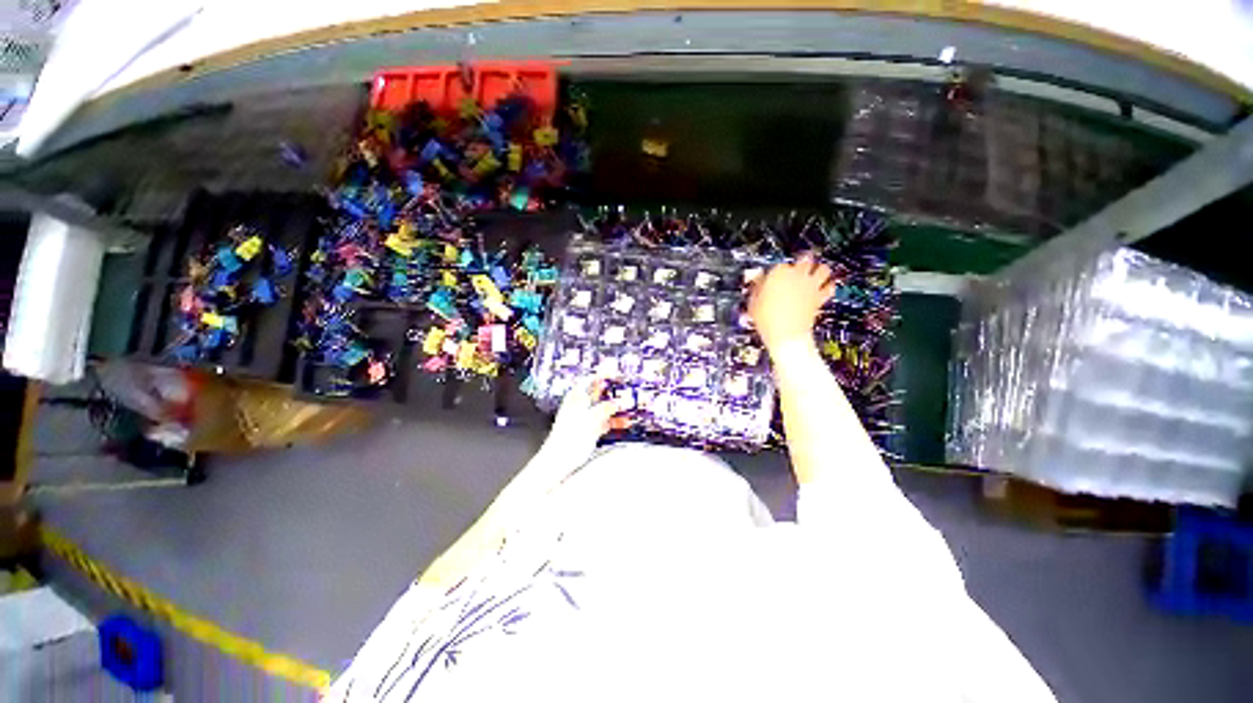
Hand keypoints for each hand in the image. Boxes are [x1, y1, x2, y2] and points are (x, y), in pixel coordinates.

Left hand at [544, 376, 633, 461]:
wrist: (559, 460)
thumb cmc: (569, 437)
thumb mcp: (590, 419)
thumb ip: (606, 408)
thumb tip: (620, 401)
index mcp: (576, 397)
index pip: (590, 379)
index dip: (603, 375)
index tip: (617, 373)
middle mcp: (581, 405)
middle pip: (600, 393)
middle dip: (614, 391)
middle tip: (629, 389)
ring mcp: (586, 417)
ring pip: (605, 408)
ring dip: (618, 407)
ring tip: (632, 405)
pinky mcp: (590, 430)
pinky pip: (606, 421)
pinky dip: (616, 421)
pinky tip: (626, 422)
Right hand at [748, 252, 835, 351]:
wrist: (786, 335)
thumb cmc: (767, 320)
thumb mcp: (753, 303)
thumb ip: (757, 289)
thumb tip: (757, 282)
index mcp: (778, 274)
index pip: (780, 264)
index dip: (777, 271)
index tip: (774, 277)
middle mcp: (797, 276)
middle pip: (805, 259)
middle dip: (803, 261)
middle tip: (800, 265)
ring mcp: (811, 286)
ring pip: (823, 268)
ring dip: (820, 270)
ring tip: (816, 273)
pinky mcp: (820, 297)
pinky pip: (831, 286)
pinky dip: (829, 286)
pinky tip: (825, 288)